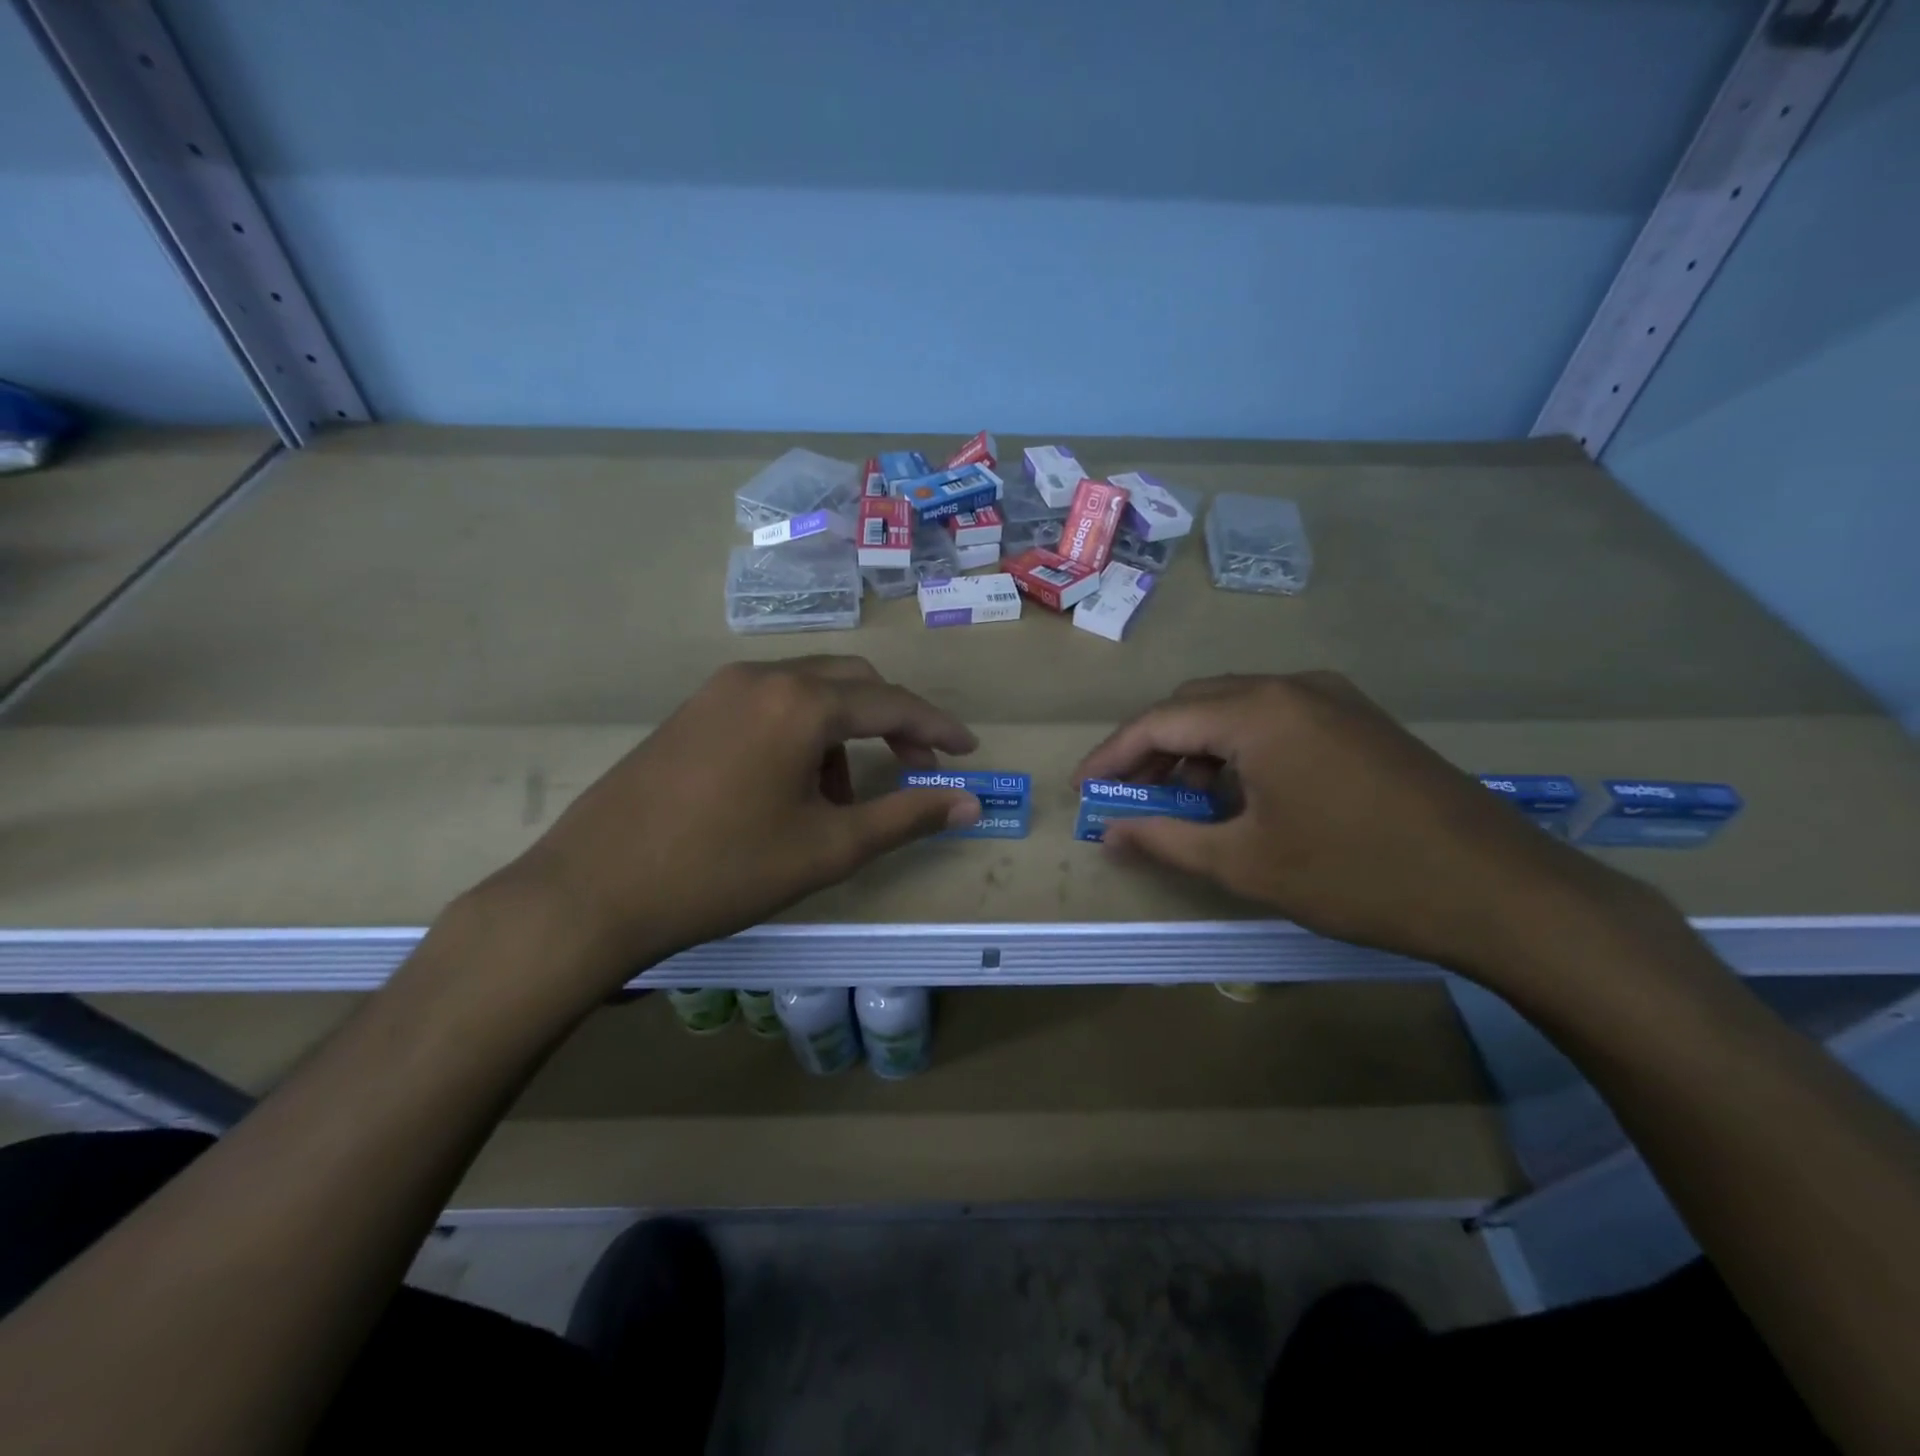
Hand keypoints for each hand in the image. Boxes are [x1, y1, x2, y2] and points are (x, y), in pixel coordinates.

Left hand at [478, 658, 979, 998]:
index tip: (968, 752)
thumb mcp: (828, 848)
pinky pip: (767, 704)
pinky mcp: (691, 711)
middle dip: (892, 721)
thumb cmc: (724, 870)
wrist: (593, 890)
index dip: (936, 728)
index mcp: (800, 703)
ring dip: (843, 730)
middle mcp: (762, 677)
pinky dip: (800, 732)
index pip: (891, 702)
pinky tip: (790, 785)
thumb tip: (970, 803)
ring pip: (807, 691)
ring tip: (841, 796)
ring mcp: (719, 690)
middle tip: (915, 770)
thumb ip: (905, 817)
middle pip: (851, 682)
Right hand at [1075, 672, 1632, 982]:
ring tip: (1181, 802)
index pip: (1158, 721)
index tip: (1082, 789)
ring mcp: (1332, 698)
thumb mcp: (1246, 864)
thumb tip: (1110, 832)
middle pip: (1194, 705)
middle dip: (1152, 749)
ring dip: (1196, 749)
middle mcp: (1291, 686)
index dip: (1112, 756)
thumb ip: (1166, 840)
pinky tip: (1241, 794)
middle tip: (1129, 797)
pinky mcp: (1359, 719)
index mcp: (1258, 712)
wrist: (1499, 891)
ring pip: (1235, 709)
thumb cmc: (1357, 875)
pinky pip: (1275, 719)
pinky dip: (1239, 749)